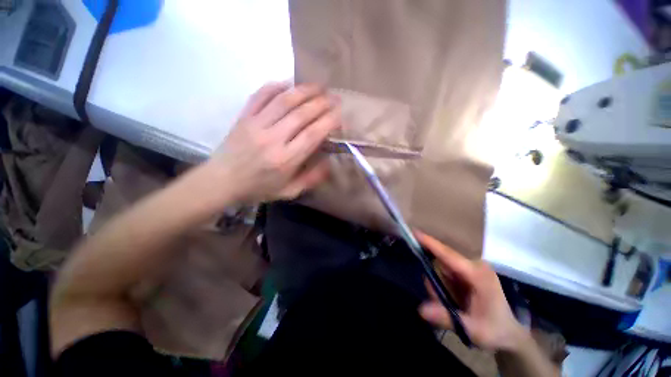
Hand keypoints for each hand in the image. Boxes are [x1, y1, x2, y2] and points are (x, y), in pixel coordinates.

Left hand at [207, 82, 339, 202]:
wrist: (222, 181)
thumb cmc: (258, 188)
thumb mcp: (289, 192)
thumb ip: (310, 179)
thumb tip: (329, 163)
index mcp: (285, 160)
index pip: (312, 134)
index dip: (329, 121)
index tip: (340, 114)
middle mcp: (272, 139)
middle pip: (301, 114)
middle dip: (322, 103)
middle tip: (335, 98)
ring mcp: (256, 125)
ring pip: (284, 100)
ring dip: (304, 90)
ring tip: (319, 86)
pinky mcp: (244, 117)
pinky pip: (261, 95)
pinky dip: (276, 86)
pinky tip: (289, 83)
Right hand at [416, 232, 526, 351]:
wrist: (509, 334)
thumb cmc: (495, 331)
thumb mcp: (472, 330)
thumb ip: (447, 318)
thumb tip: (421, 310)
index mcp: (478, 275)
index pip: (449, 255)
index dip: (431, 243)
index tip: (414, 232)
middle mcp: (474, 266)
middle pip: (442, 261)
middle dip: (434, 279)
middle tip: (437, 301)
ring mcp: (471, 268)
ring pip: (442, 268)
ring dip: (438, 285)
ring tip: (451, 307)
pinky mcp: (467, 272)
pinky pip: (445, 273)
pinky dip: (442, 285)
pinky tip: (452, 301)